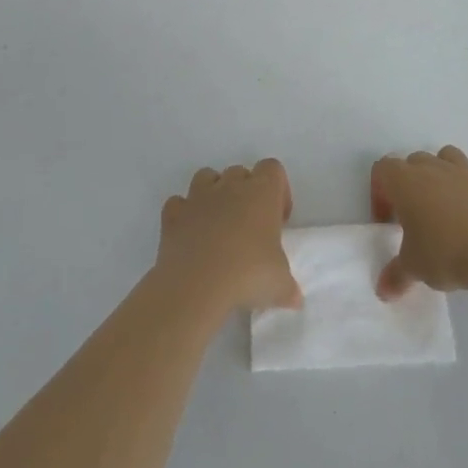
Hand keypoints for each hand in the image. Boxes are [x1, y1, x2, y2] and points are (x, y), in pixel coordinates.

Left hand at [156, 159, 300, 315]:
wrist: (196, 285)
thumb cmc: (247, 275)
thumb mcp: (280, 285)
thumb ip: (289, 287)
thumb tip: (294, 299)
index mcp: (261, 193)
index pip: (273, 169)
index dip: (278, 190)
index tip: (278, 220)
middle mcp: (230, 186)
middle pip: (240, 172)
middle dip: (246, 193)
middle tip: (249, 227)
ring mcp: (198, 197)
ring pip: (207, 177)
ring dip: (214, 194)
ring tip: (218, 225)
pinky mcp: (173, 214)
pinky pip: (178, 203)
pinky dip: (184, 214)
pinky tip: (190, 235)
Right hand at [372, 146, 467, 298]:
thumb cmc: (445, 252)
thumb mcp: (414, 267)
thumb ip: (396, 275)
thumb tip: (383, 291)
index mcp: (406, 182)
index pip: (383, 169)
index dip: (379, 192)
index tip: (387, 222)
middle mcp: (433, 168)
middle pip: (413, 161)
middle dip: (409, 183)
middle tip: (413, 217)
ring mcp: (464, 172)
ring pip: (445, 157)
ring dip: (439, 174)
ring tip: (443, 207)